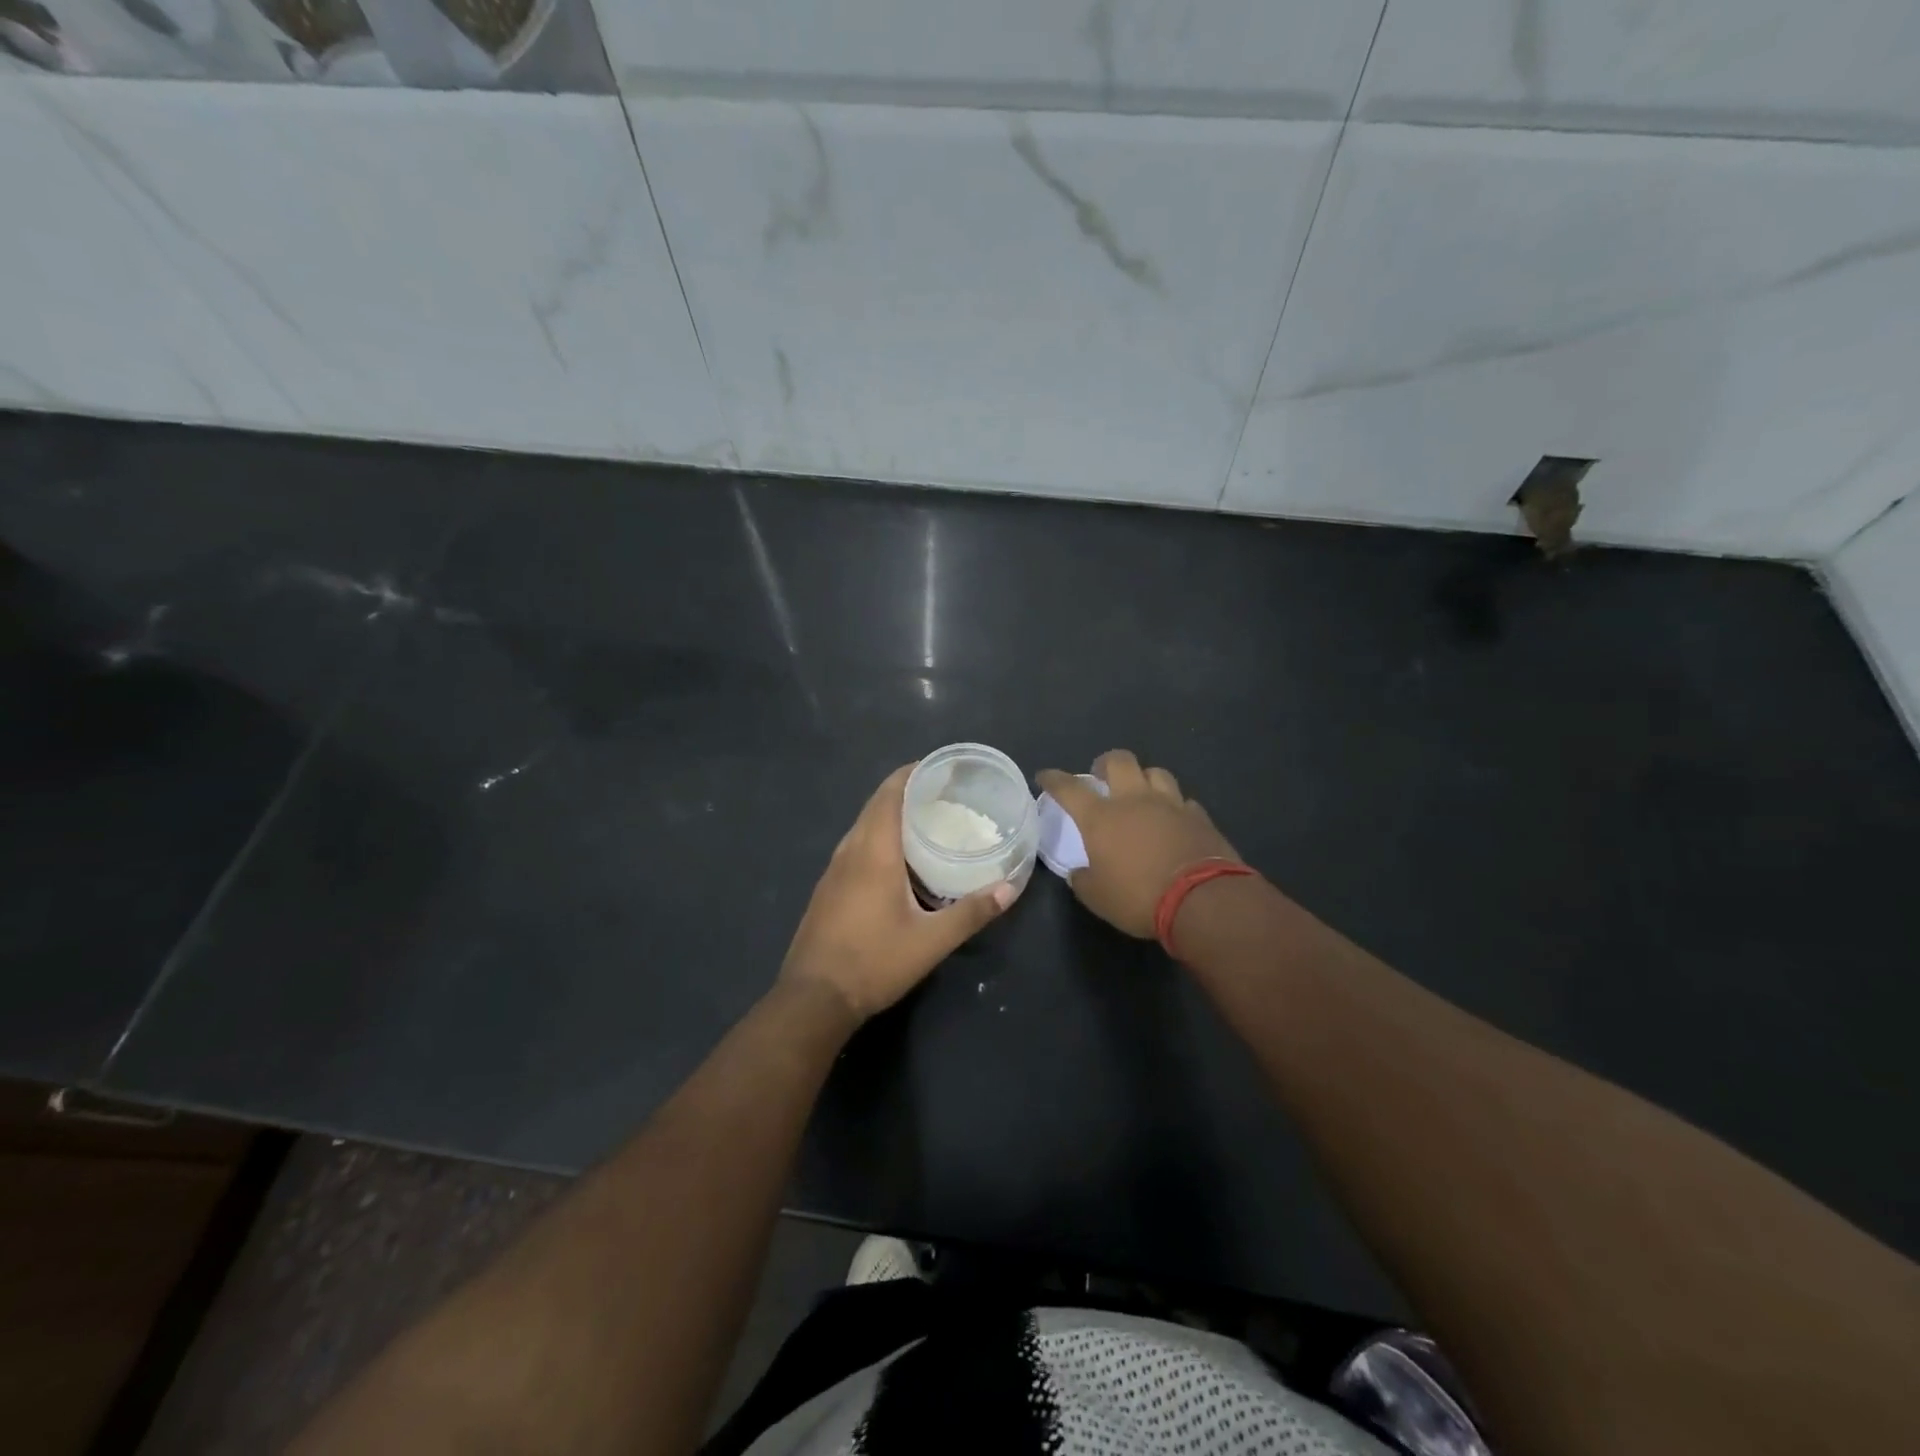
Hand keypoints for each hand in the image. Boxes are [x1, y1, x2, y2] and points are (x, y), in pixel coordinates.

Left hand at [780, 764, 1013, 1019]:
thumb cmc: (874, 962)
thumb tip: (1009, 889)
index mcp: (874, 852)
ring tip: (924, 818)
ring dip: (889, 813)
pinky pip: (855, 846)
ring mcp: (833, 869)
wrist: (814, 998)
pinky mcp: (827, 888)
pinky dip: (877, 835)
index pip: (889, 794)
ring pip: (863, 826)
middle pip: (875, 805)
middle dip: (905, 790)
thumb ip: (971, 913)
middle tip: (941, 792)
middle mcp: (850, 851)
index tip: (938, 767)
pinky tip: (897, 858)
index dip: (911, 774)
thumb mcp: (931, 941)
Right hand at [1035, 750, 1239, 938]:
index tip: (1045, 776)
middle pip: (1119, 760)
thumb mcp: (1097, 897)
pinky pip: (1183, 801)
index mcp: (1101, 817)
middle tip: (1101, 776)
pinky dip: (1174, 806)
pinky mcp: (1199, 817)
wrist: (1203, 900)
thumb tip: (1080, 872)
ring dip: (1144, 778)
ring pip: (1156, 772)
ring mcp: (1170, 804)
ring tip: (1141, 793)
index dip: (1054, 779)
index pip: (1069, 787)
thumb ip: (1083, 879)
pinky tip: (1174, 819)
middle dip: (1105, 763)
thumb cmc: (1139, 898)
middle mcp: (1134, 800)